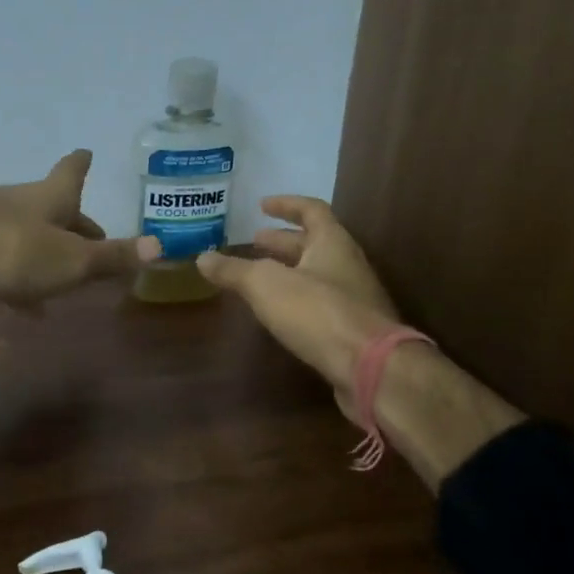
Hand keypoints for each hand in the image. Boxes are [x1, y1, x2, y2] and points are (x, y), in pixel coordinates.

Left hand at [0, 151, 156, 314]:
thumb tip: (160, 246)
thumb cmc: (10, 247)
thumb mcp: (70, 259)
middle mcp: (22, 204)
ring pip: (30, 237)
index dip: (82, 164)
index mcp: (51, 197)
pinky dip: (22, 281)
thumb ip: (111, 257)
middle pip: (54, 209)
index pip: (72, 172)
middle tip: (97, 237)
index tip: (87, 153)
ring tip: (70, 279)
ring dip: (51, 254)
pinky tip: (29, 308)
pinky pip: (4, 263)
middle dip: (75, 222)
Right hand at [195, 196, 402, 418]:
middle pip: (313, 244)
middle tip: (254, 241)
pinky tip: (278, 313)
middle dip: (282, 242)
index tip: (262, 205)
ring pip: (316, 275)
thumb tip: (202, 258)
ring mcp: (353, 299)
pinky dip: (296, 300)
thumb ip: (234, 270)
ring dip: (288, 271)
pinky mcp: (352, 331)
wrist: (371, 368)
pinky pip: (320, 304)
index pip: (311, 210)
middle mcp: (347, 265)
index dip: (286, 205)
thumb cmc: (318, 312)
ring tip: (258, 277)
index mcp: (332, 243)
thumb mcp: (265, 285)